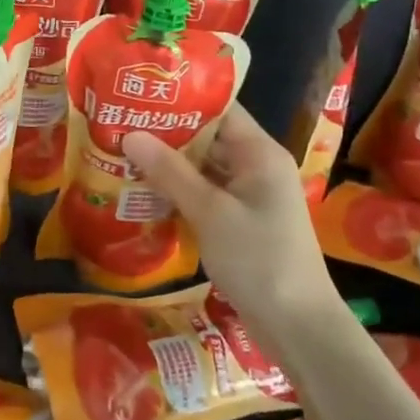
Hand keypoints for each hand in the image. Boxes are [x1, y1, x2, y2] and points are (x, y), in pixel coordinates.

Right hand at [124, 105, 337, 326]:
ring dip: (170, 162)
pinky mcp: (241, 220)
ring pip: (205, 167)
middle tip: (121, 122)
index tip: (141, 93)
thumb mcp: (210, 212)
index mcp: (259, 153)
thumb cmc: (259, 260)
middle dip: (167, 131)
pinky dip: (179, 189)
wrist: (298, 326)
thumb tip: (131, 134)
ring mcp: (250, 195)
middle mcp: (257, 166)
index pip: (220, 108)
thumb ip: (170, 172)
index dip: (182, 98)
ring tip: (124, 151)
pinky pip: (206, 193)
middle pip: (209, 136)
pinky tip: (145, 190)